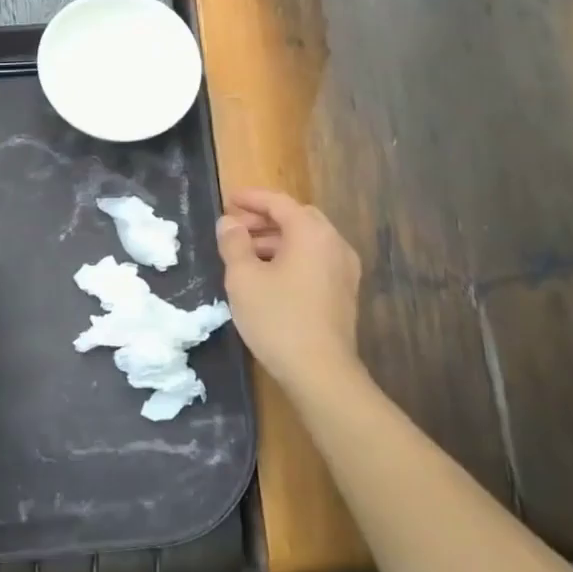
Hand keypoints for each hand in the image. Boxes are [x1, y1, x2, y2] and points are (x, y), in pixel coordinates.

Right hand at [216, 189, 363, 395]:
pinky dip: (291, 257)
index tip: (228, 199)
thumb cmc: (278, 318)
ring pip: (307, 241)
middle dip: (265, 219)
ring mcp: (344, 270)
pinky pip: (315, 260)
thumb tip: (229, 223)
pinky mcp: (344, 293)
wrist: (321, 372)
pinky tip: (268, 276)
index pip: (279, 202)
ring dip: (276, 240)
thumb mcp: (243, 277)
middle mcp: (334, 244)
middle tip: (236, 227)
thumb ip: (233, 243)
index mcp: (311, 233)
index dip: (251, 198)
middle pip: (297, 218)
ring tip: (245, 253)